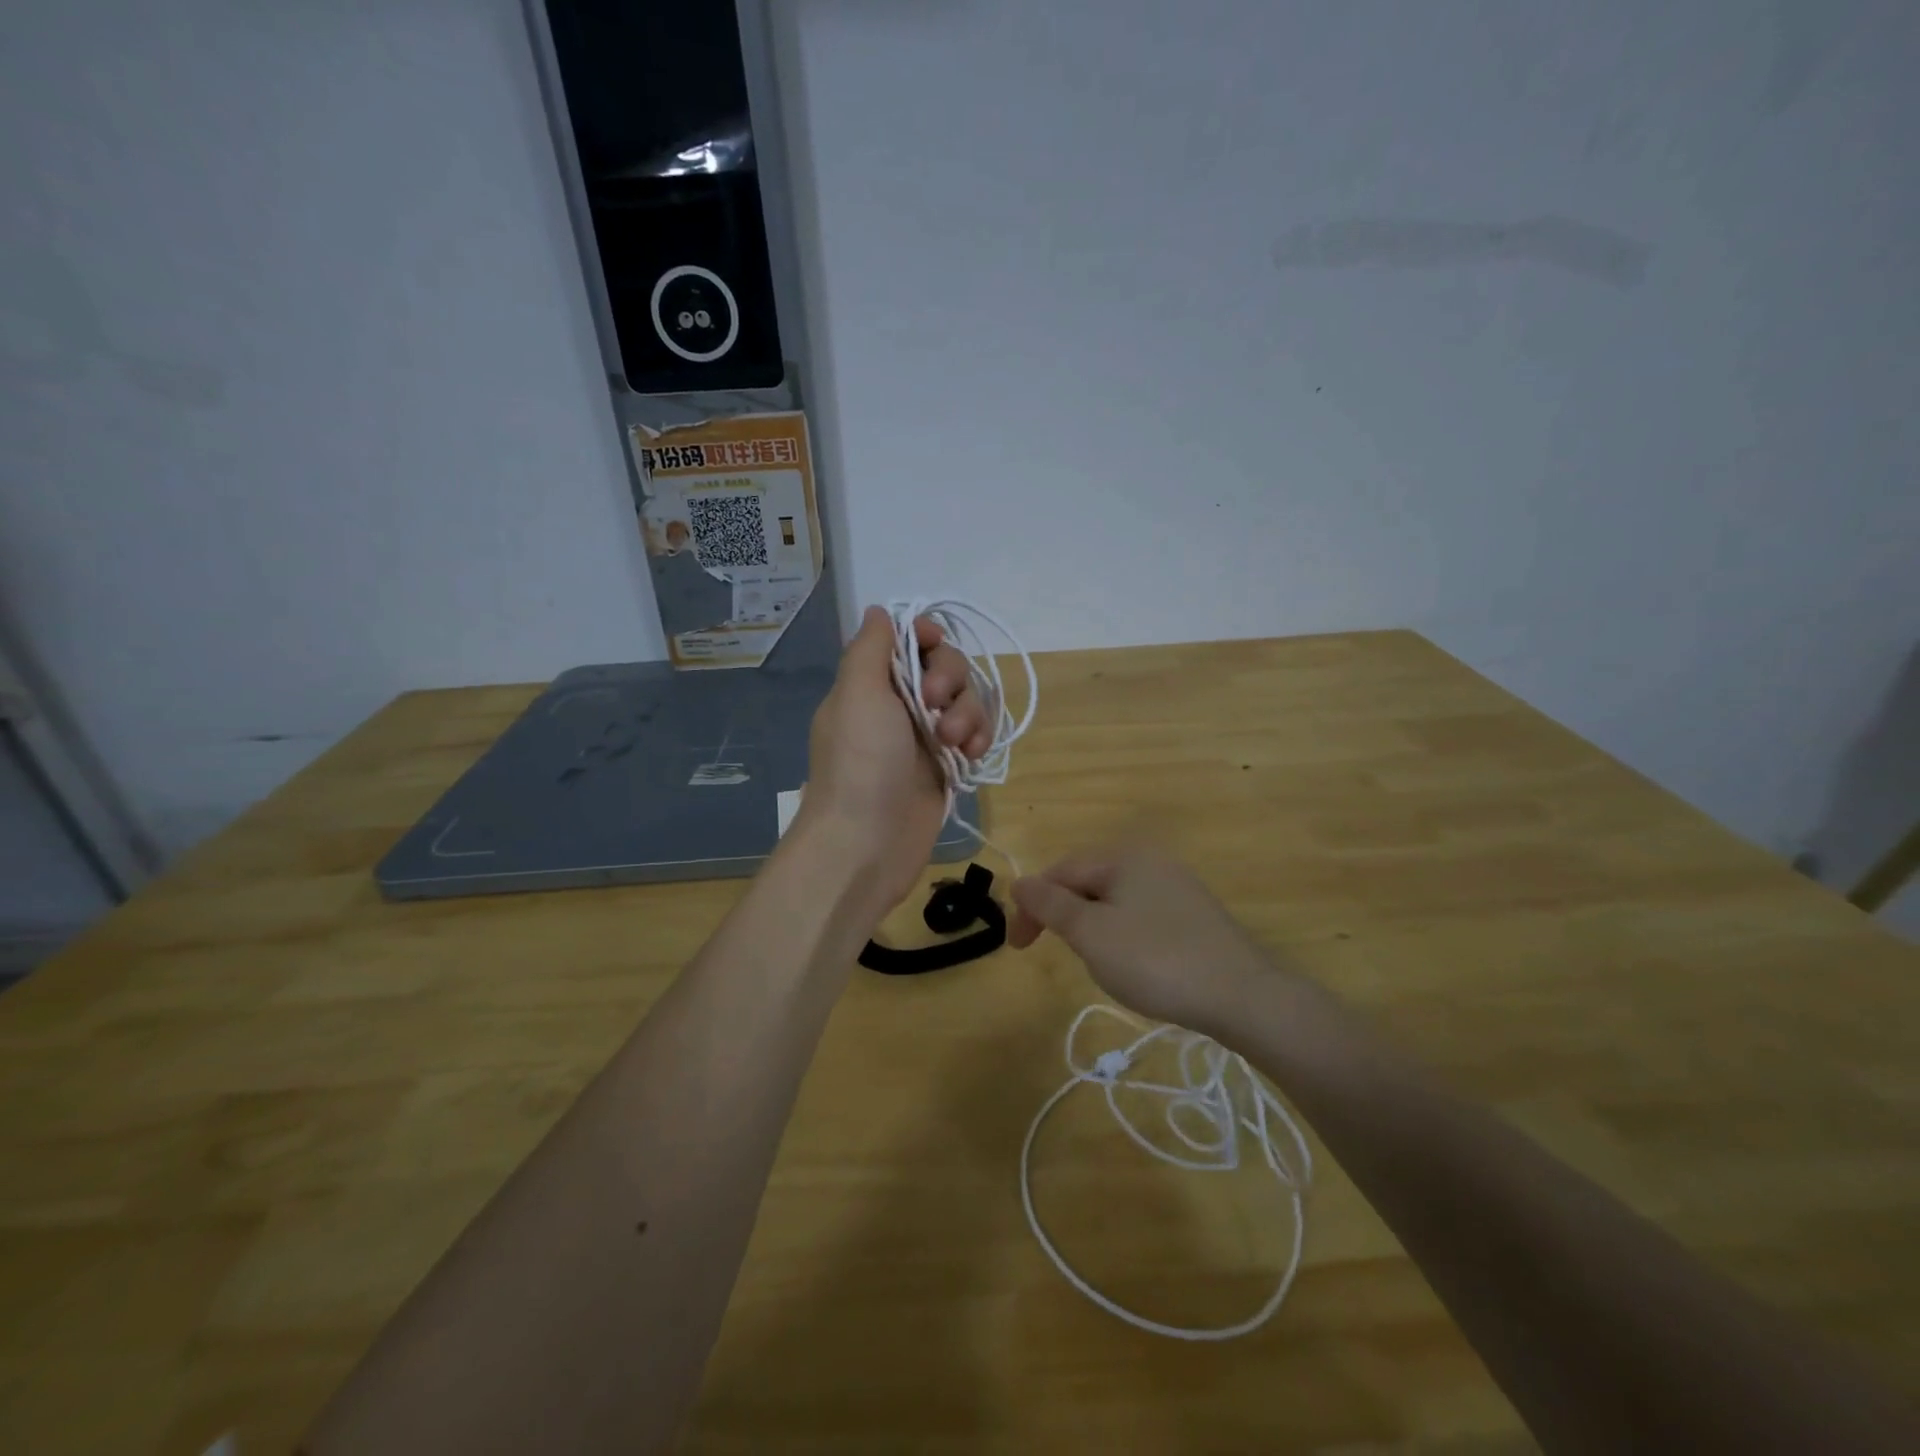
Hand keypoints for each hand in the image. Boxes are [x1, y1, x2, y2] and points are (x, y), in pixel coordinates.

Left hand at [795, 605, 991, 910]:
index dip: (927, 637)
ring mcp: (925, 738)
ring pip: (966, 702)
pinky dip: (978, 739)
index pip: (908, 642)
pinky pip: (975, 735)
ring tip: (955, 744)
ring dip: (968, 714)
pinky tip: (971, 756)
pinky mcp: (947, 767)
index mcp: (872, 684)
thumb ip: (870, 648)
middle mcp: (899, 705)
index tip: (934, 643)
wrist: (866, 842)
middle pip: (945, 667)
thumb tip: (878, 611)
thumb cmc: (860, 762)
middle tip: (934, 705)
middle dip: (950, 680)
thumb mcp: (857, 694)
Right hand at [1009, 846, 1271, 1033]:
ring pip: (1113, 902)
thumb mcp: (1091, 933)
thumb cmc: (1156, 960)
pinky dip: (1122, 936)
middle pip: (1087, 882)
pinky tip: (1134, 964)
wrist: (1243, 997)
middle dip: (1065, 917)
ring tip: (1098, 964)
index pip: (1060, 872)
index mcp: (1123, 856)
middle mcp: (1151, 860)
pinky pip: (1140, 916)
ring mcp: (1177, 886)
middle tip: (1059, 955)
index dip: (1033, 907)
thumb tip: (1018, 881)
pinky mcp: (1194, 915)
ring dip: (1092, 928)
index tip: (1019, 948)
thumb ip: (1050, 905)